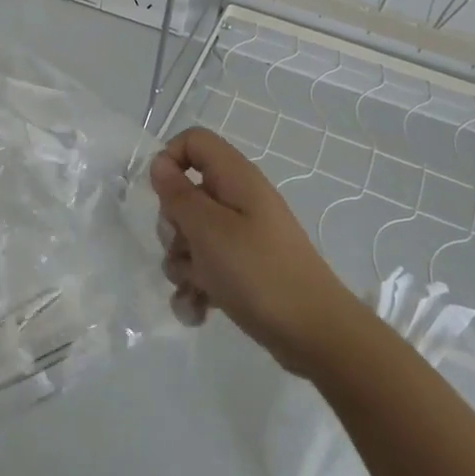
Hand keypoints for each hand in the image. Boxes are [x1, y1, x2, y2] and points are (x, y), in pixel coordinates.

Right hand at [150, 127, 357, 370]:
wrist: (315, 334)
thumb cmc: (257, 272)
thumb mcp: (207, 229)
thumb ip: (177, 193)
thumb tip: (159, 163)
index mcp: (235, 179)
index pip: (194, 141)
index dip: (170, 159)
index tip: (161, 195)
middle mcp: (239, 202)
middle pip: (186, 194)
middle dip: (173, 226)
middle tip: (183, 248)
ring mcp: (242, 237)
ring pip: (190, 236)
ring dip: (181, 264)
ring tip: (195, 287)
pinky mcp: (243, 269)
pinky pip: (205, 267)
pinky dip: (196, 287)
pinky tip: (197, 310)